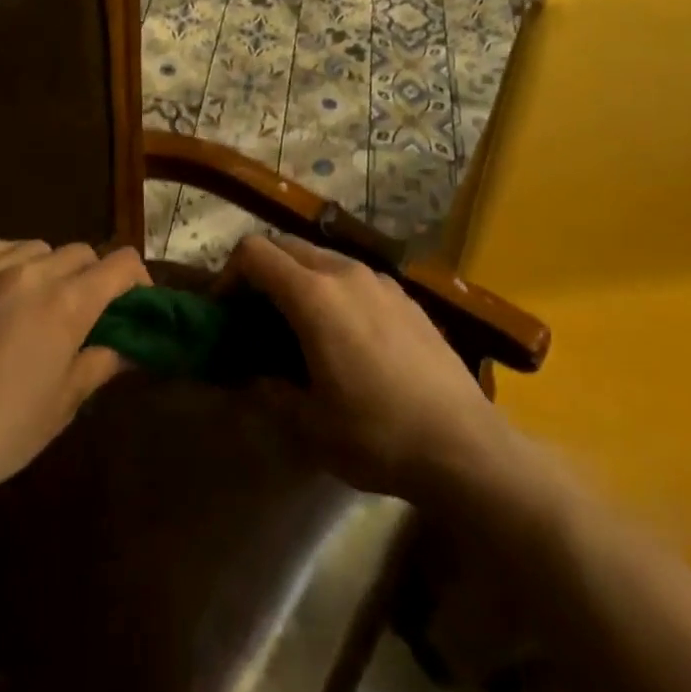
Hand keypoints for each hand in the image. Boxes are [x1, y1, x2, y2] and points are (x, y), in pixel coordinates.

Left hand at [0, 239, 147, 514]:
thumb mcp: (61, 406)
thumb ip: (99, 364)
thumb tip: (126, 347)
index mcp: (67, 303)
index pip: (120, 264)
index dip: (136, 279)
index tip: (134, 304)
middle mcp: (31, 273)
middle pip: (80, 252)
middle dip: (92, 277)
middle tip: (83, 315)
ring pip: (37, 247)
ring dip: (49, 268)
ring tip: (36, 303)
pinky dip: (5, 258)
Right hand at [227, 234, 502, 501]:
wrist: (465, 445)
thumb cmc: (377, 434)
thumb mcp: (309, 425)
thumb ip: (269, 391)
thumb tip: (254, 377)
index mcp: (314, 295)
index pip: (255, 252)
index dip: (229, 274)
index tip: (225, 310)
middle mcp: (345, 273)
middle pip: (286, 246)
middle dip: (262, 272)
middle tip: (255, 317)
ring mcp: (381, 281)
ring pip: (323, 257)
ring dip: (299, 278)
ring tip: (300, 326)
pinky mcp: (406, 297)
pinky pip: (355, 276)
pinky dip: (334, 289)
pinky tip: (347, 336)